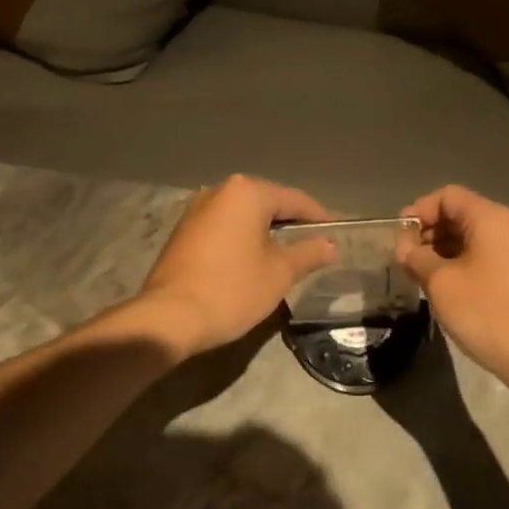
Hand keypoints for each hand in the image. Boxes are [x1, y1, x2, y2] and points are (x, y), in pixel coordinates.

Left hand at [138, 175, 339, 356]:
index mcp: (247, 193)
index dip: (319, 219)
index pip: (295, 200)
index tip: (337, 236)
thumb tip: (331, 245)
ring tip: (287, 258)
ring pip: (243, 217)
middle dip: (291, 225)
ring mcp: (196, 211)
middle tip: (315, 248)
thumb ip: (309, 253)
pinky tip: (253, 263)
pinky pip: (223, 229)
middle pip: (267, 204)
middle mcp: (219, 192)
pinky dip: (242, 241)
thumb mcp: (279, 273)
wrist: (170, 317)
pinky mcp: (182, 233)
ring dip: (266, 234)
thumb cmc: (232, 290)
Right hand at [396, 185, 508, 397]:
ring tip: (420, 278)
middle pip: (461, 215)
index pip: (447, 196)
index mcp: (491, 219)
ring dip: (442, 253)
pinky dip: (461, 267)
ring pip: (472, 240)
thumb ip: (417, 258)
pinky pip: (485, 259)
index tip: (399, 240)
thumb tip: (406, 248)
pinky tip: (446, 291)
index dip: (419, 212)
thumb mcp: (441, 283)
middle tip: (405, 262)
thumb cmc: (489, 313)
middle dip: (429, 233)